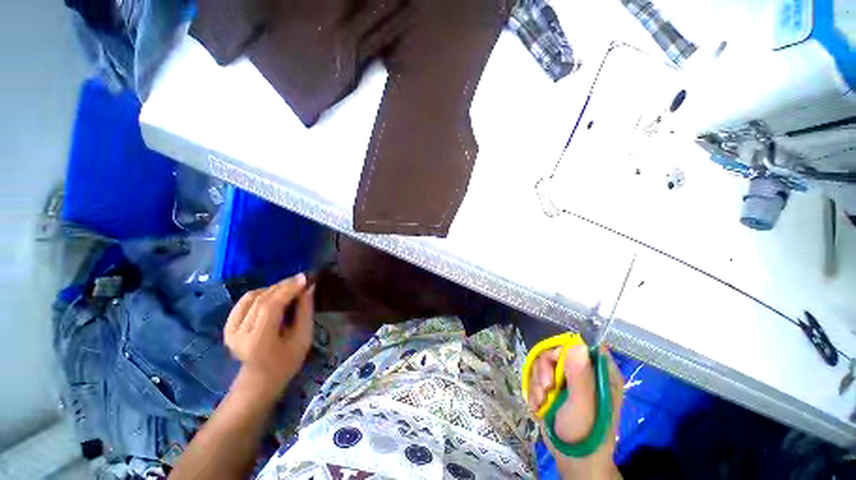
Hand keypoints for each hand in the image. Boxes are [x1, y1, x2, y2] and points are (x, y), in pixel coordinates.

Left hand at [224, 274, 314, 404]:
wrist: (260, 379)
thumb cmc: (287, 362)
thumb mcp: (303, 338)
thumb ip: (305, 311)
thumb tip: (308, 287)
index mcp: (258, 341)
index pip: (271, 306)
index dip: (288, 289)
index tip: (305, 277)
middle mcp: (239, 334)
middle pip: (262, 299)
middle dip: (284, 286)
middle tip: (301, 280)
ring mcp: (230, 330)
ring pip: (253, 297)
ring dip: (273, 288)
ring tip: (290, 288)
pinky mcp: (227, 326)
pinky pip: (245, 301)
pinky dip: (262, 293)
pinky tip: (274, 295)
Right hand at [527, 344, 623, 479]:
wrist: (573, 462)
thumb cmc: (585, 435)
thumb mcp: (583, 407)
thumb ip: (581, 376)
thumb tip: (577, 344)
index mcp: (601, 374)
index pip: (584, 345)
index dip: (567, 348)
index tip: (557, 364)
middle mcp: (584, 372)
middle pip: (558, 352)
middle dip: (546, 368)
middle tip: (545, 387)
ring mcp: (568, 380)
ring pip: (544, 362)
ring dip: (538, 381)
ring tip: (540, 401)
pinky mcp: (555, 387)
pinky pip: (538, 375)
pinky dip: (534, 389)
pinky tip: (537, 405)